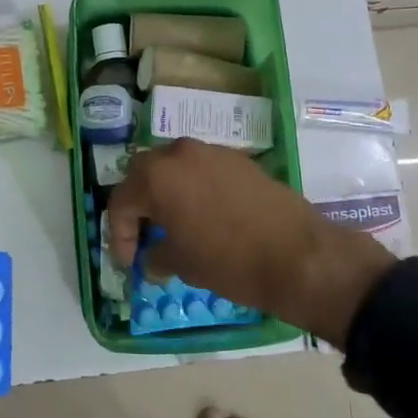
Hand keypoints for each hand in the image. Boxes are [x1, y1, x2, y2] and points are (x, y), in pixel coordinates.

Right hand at [107, 140, 396, 348]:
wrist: (298, 254)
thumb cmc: (228, 261)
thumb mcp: (182, 264)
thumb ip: (156, 256)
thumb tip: (151, 259)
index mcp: (156, 175)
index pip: (121, 202)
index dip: (119, 237)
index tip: (129, 264)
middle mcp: (179, 153)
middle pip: (145, 175)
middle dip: (139, 207)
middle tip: (143, 238)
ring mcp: (212, 152)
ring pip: (175, 169)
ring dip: (167, 195)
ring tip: (174, 227)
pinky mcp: (239, 160)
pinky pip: (203, 171)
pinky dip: (194, 190)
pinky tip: (205, 218)